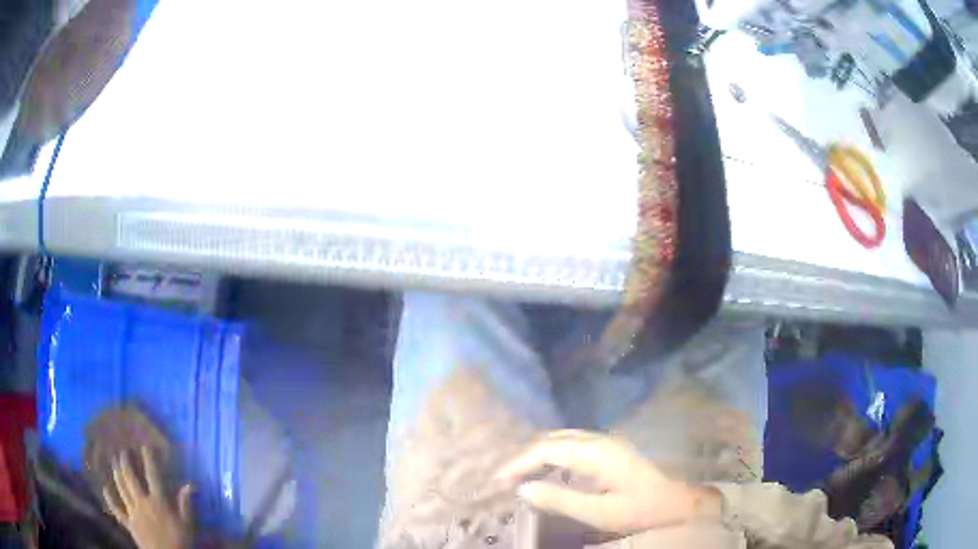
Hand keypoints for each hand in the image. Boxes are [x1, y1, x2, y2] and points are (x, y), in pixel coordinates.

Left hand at [103, 447, 193, 548]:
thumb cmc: (180, 541)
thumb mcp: (187, 525)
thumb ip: (186, 505)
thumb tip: (190, 484)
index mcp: (158, 501)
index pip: (152, 475)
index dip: (148, 459)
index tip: (145, 446)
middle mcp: (142, 502)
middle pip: (130, 478)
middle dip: (125, 462)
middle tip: (122, 451)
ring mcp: (133, 512)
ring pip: (121, 489)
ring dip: (117, 474)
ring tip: (114, 463)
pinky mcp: (128, 524)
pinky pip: (117, 510)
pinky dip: (110, 499)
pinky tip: (104, 489)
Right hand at [495, 430, 720, 536]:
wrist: (679, 501)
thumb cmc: (640, 509)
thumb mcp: (599, 512)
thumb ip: (560, 499)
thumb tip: (523, 489)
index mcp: (596, 452)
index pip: (546, 449)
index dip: (519, 462)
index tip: (498, 480)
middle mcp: (599, 439)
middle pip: (552, 439)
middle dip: (525, 456)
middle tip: (506, 478)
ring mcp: (607, 442)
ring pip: (563, 439)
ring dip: (539, 454)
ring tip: (522, 475)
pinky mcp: (611, 449)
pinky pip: (573, 444)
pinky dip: (554, 455)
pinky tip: (550, 471)